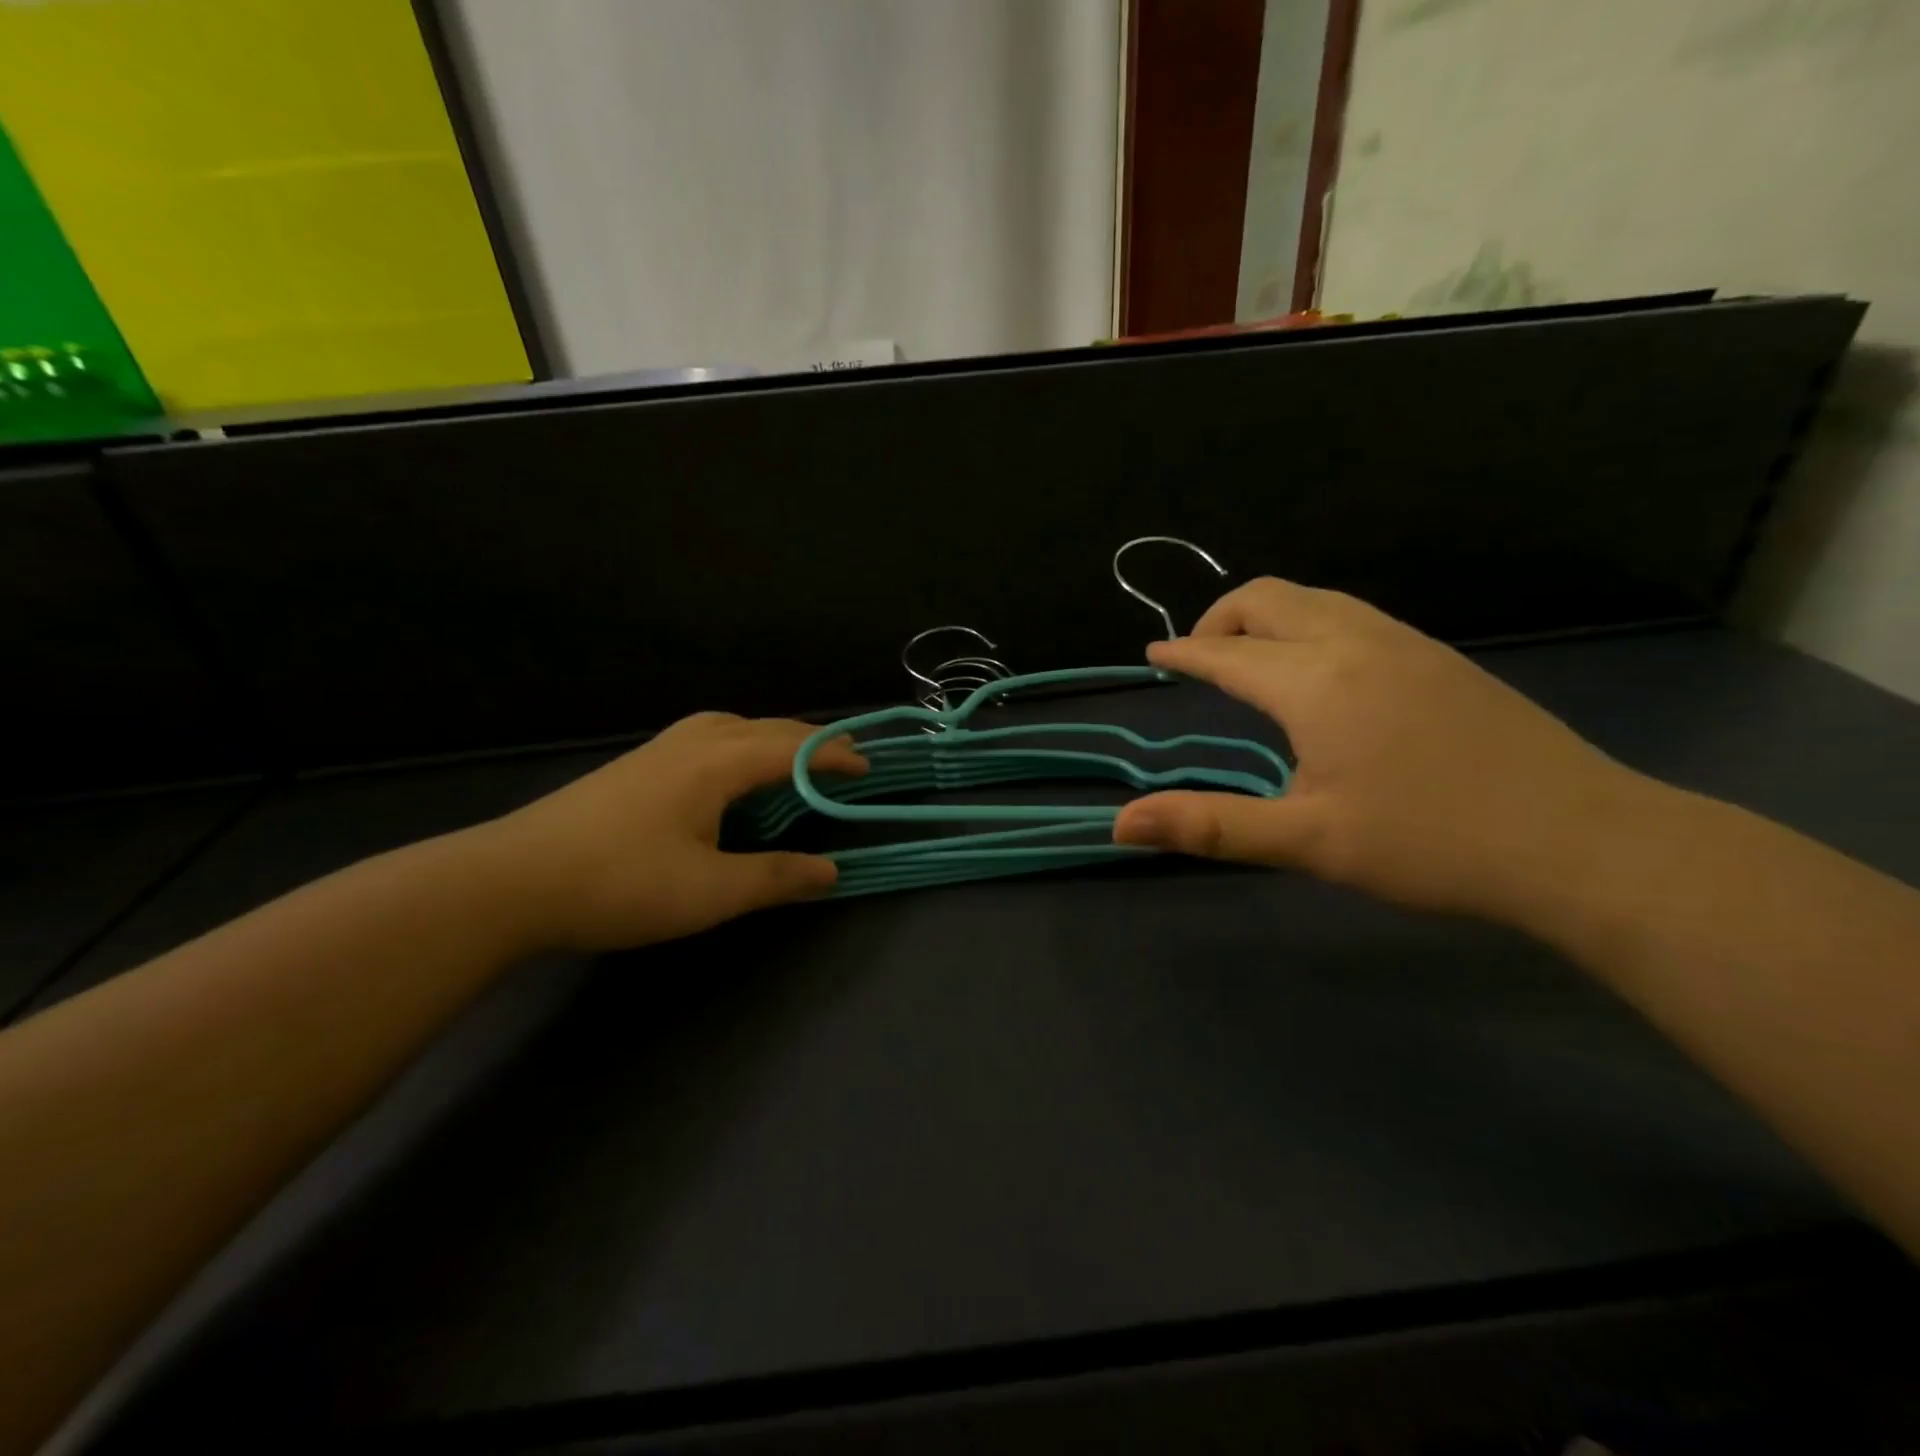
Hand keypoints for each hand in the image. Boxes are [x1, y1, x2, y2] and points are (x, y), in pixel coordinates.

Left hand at [488, 713, 865, 951]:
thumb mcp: (711, 892)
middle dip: (809, 740)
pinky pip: (704, 737)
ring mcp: (657, 751)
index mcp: (718, 764)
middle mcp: (692, 744)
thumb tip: (830, 872)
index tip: (867, 768)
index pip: (793, 749)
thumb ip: (776, 878)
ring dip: (770, 736)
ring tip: (790, 759)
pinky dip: (738, 743)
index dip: (834, 757)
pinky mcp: (634, 767)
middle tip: (842, 758)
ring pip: (730, 725)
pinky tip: (727, 773)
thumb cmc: (621, 884)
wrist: (511, 881)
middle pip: (764, 728)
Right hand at [1113, 578, 1652, 919]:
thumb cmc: (1431, 844)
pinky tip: (1321, 673)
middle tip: (1199, 660)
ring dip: (1267, 616)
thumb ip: (1210, 825)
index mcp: (1316, 681)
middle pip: (1269, 598)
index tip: (1153, 655)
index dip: (1183, 653)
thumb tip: (1121, 824)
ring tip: (1250, 660)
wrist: (1583, 843)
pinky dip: (1310, 623)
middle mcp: (1356, 643)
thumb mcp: (1308, 842)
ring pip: (1317, 599)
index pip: (1226, 652)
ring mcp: (1407, 643)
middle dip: (1221, 618)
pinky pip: (1354, 614)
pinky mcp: (1441, 658)